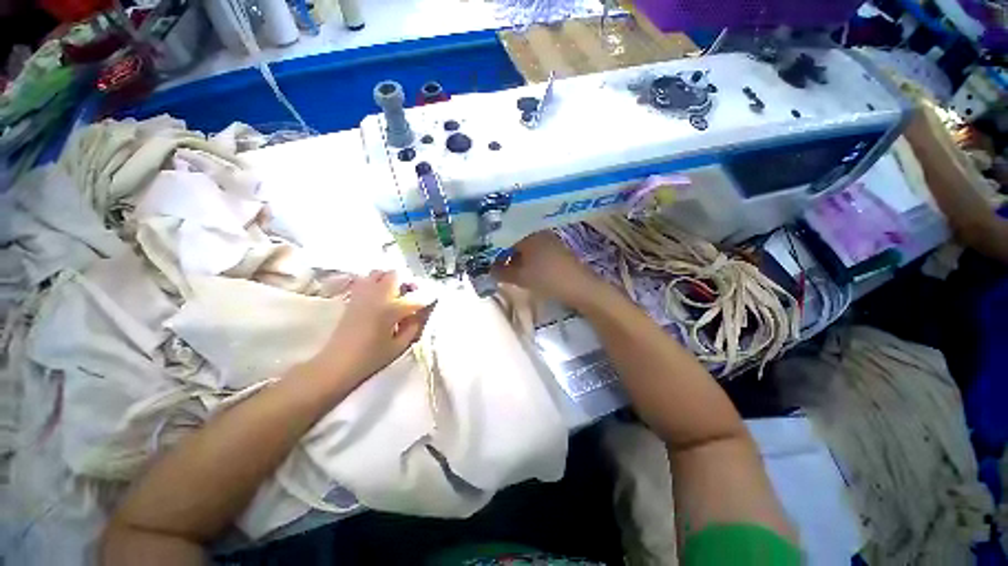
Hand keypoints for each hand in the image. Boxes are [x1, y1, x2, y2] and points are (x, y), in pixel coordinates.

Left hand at [314, 270, 432, 387]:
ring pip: (378, 273)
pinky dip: (375, 284)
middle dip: (406, 283)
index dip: (427, 299)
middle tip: (410, 295)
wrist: (336, 365)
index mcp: (391, 308)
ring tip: (394, 295)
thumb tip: (418, 315)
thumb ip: (413, 327)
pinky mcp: (351, 299)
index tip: (433, 302)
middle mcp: (377, 295)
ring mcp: (362, 295)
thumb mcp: (399, 346)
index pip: (416, 298)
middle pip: (395, 275)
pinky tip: (379, 298)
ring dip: (389, 280)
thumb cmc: (370, 358)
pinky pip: (365, 281)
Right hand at [491, 231, 601, 307]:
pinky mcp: (557, 250)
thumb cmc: (546, 279)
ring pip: (526, 247)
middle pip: (515, 241)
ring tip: (511, 272)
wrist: (579, 287)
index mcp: (527, 235)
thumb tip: (489, 269)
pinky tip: (527, 271)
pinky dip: (528, 260)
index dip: (494, 252)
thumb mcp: (520, 278)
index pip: (504, 238)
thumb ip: (501, 272)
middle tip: (498, 269)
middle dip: (505, 255)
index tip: (488, 263)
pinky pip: (537, 251)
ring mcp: (549, 240)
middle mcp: (538, 233)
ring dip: (517, 258)